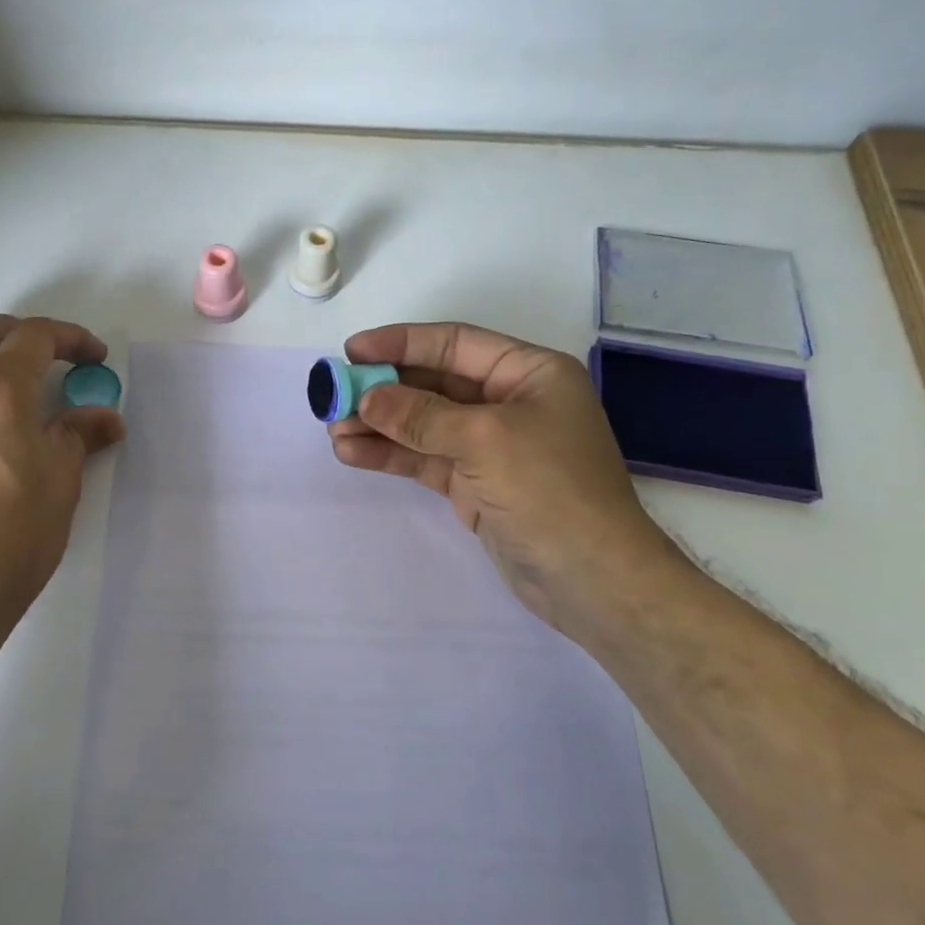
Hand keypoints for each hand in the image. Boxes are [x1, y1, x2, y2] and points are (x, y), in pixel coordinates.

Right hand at [327, 322, 689, 636]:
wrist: (592, 580)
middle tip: (333, 396)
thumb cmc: (550, 490)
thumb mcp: (484, 439)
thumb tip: (366, 399)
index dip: (400, 343)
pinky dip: (390, 455)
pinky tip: (352, 454)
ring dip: (379, 425)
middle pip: (433, 383)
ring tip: (333, 430)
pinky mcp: (475, 483)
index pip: (454, 343)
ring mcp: (490, 445)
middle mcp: (508, 402)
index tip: (352, 352)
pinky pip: (424, 458)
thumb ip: (420, 415)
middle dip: (383, 389)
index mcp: (528, 373)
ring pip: (423, 424)